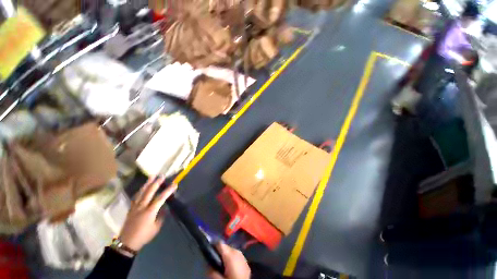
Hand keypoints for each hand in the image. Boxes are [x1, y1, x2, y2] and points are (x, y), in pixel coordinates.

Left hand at [119, 176, 176, 251]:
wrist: (127, 243)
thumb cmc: (144, 236)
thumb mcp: (156, 228)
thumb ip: (161, 216)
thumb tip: (164, 208)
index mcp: (150, 212)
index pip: (161, 198)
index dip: (168, 191)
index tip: (174, 184)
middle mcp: (142, 207)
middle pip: (149, 192)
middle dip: (156, 183)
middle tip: (162, 176)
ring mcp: (135, 207)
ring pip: (141, 192)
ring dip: (147, 183)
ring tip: (151, 176)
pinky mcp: (131, 208)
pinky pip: (136, 197)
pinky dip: (140, 190)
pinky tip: (142, 187)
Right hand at [208, 243, 250, 278]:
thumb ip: (212, 270)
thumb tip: (208, 264)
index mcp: (230, 253)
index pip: (219, 243)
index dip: (213, 247)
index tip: (208, 253)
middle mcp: (237, 250)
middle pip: (225, 247)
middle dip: (220, 253)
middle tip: (215, 262)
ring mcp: (243, 255)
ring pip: (231, 252)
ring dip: (226, 256)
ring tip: (222, 266)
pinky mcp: (246, 261)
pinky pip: (236, 257)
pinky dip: (232, 260)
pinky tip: (230, 269)